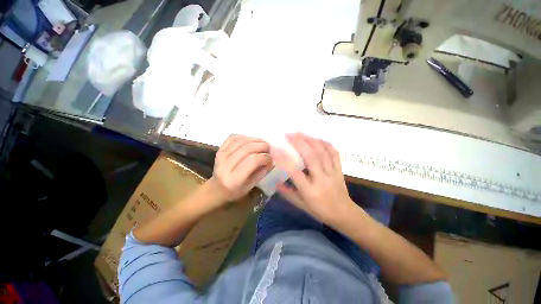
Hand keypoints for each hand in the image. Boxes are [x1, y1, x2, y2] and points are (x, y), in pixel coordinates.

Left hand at [208, 135, 272, 201]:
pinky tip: (250, 140)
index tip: (271, 158)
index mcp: (234, 179)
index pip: (253, 161)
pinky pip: (232, 137)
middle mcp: (226, 165)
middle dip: (262, 146)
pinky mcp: (219, 149)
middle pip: (247, 149)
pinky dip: (244, 136)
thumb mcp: (251, 186)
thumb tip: (272, 160)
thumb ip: (262, 172)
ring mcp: (221, 155)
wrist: (217, 188)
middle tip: (269, 148)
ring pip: (241, 141)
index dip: (264, 157)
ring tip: (262, 143)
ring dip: (255, 139)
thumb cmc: (235, 190)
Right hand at [273, 133, 354, 224]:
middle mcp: (321, 179)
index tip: (275, 149)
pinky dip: (326, 144)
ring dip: (310, 140)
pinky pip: (334, 153)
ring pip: (322, 152)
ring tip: (300, 133)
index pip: (295, 172)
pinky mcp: (339, 169)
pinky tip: (317, 138)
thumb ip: (288, 193)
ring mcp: (332, 173)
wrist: (344, 214)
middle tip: (289, 134)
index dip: (284, 159)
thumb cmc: (320, 211)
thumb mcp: (301, 205)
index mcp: (310, 191)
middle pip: (311, 157)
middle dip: (299, 142)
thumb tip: (276, 182)